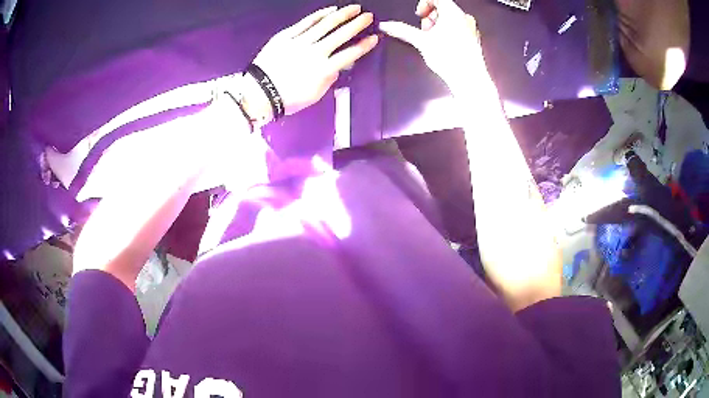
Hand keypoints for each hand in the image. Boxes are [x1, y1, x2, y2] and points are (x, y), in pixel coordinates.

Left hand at [252, 5, 378, 116]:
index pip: (350, 54)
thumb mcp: (315, 95)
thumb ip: (329, 79)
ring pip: (326, 25)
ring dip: (342, 15)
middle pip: (341, 35)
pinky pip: (306, 22)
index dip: (364, 45)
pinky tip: (330, 10)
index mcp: (324, 69)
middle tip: (369, 16)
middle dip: (357, 24)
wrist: (260, 93)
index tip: (375, 37)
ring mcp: (300, 42)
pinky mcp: (287, 36)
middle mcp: (316, 52)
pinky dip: (319, 15)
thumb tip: (338, 67)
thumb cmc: (288, 98)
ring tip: (354, 8)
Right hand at [379, 0, 485, 89]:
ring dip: (438, 25)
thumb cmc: (451, 60)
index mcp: (453, 13)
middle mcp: (464, 17)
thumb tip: (387, 25)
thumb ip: (402, 30)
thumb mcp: (421, 41)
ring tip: (434, 39)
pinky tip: (444, 45)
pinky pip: (458, 28)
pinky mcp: (473, 38)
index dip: (423, 4)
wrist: (469, 79)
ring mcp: (471, 28)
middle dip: (430, 16)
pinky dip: (448, 32)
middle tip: (425, 30)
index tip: (419, 15)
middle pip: (443, 7)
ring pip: (450, 18)